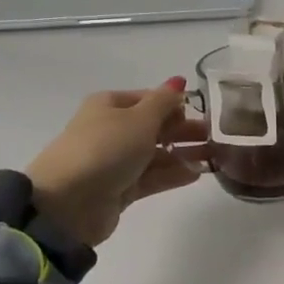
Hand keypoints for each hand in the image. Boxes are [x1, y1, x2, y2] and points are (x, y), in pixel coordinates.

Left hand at [26, 79, 209, 246]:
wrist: (68, 203)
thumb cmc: (105, 149)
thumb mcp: (140, 118)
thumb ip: (165, 101)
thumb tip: (179, 81)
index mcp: (110, 106)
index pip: (149, 99)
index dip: (175, 104)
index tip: (203, 112)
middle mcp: (111, 130)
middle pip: (154, 127)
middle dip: (184, 130)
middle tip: (216, 136)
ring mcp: (115, 161)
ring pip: (156, 154)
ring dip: (183, 154)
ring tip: (213, 157)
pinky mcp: (120, 189)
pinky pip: (152, 177)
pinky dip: (173, 174)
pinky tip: (197, 174)